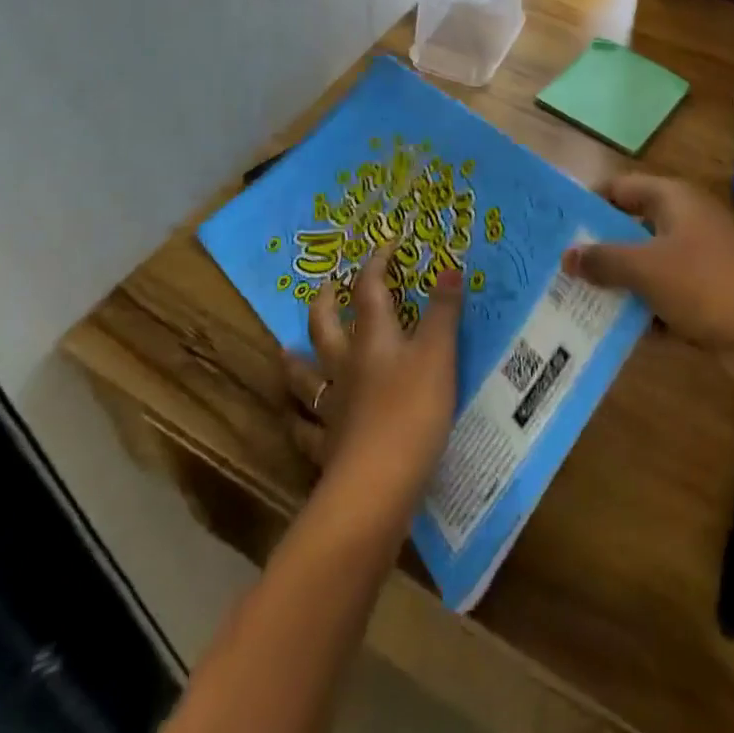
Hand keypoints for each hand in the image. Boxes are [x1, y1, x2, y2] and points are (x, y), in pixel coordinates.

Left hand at [282, 241, 462, 519]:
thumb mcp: (439, 354)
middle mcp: (346, 367)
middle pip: (325, 329)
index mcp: (374, 339)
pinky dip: (298, 423)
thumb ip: (444, 311)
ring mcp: (332, 409)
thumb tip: (449, 266)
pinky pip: (306, 432)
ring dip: (295, 362)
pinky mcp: (328, 449)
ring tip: (284, 351)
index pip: (369, 291)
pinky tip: (294, 421)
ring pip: (305, 378)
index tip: (384, 247)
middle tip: (321, 288)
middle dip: (323, 305)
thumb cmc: (413, 411)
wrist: (378, 485)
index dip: (375, 266)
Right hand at [564, 175, 733, 365]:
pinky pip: (664, 296)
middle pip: (631, 227)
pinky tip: (613, 329)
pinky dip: (643, 309)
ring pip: (647, 265)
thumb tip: (567, 255)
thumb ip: (604, 259)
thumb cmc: (706, 284)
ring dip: (618, 283)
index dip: (589, 202)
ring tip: (575, 300)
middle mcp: (685, 221)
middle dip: (599, 248)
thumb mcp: (646, 269)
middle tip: (559, 266)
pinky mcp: (708, 295)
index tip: (557, 224)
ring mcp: (699, 259)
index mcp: (673, 199)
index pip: (620, 188)